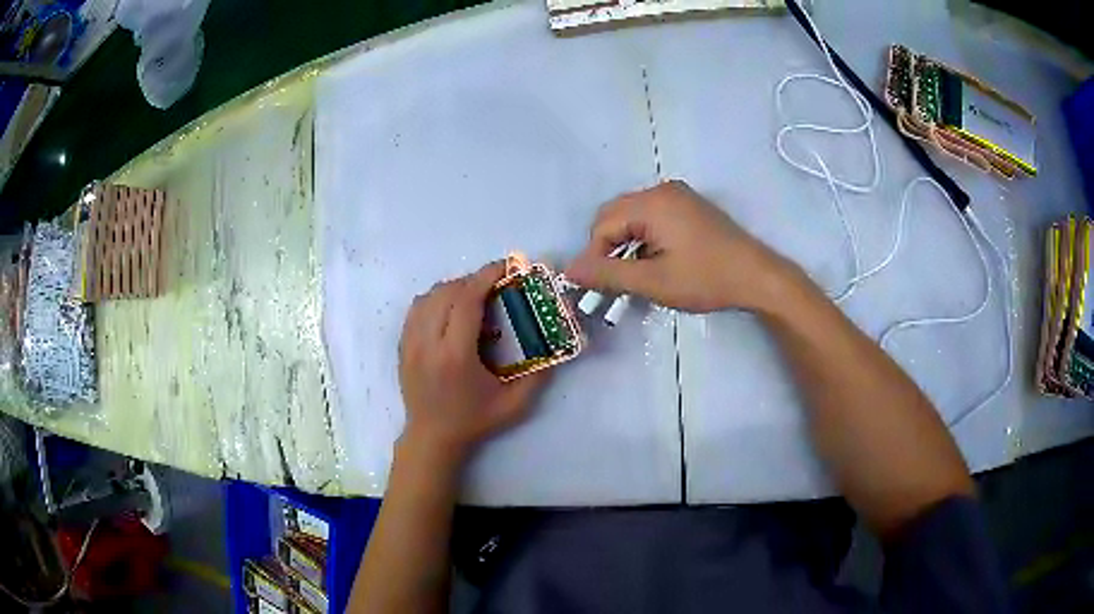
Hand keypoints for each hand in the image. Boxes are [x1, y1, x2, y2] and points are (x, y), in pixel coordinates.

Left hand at [398, 261, 546, 464]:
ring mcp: (409, 344)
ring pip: (428, 296)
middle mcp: (427, 344)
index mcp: (455, 355)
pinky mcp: (402, 346)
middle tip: (496, 284)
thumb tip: (561, 344)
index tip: (506, 266)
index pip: (467, 300)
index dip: (487, 276)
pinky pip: (416, 308)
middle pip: (447, 292)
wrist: (432, 437)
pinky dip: (435, 299)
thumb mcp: (515, 404)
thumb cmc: (475, 421)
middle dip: (473, 280)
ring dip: (453, 288)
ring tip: (474, 295)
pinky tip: (450, 309)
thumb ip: (540, 374)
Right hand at [567, 180, 799, 313]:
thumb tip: (570, 271)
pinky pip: (652, 217)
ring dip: (625, 244)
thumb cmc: (706, 279)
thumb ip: (608, 275)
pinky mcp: (689, 206)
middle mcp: (662, 190)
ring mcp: (678, 196)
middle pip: (615, 215)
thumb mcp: (654, 282)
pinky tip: (654, 261)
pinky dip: (644, 238)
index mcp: (652, 203)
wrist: (757, 277)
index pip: (603, 225)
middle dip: (607, 248)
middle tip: (613, 281)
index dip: (594, 255)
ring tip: (633, 275)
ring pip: (632, 216)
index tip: (596, 287)